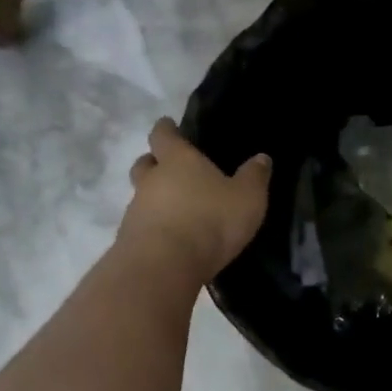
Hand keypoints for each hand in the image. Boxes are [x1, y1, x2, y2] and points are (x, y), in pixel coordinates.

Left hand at [117, 118, 271, 287]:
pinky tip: (171, 238)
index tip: (168, 125)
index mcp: (177, 160)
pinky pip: (142, 225)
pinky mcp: (130, 240)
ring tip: (176, 210)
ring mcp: (136, 210)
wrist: (164, 265)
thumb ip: (254, 177)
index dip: (166, 129)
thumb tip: (262, 158)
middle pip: (144, 164)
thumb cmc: (210, 220)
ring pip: (141, 196)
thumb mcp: (247, 198)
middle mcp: (151, 180)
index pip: (163, 135)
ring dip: (154, 199)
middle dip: (154, 163)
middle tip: (168, 167)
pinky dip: (154, 227)